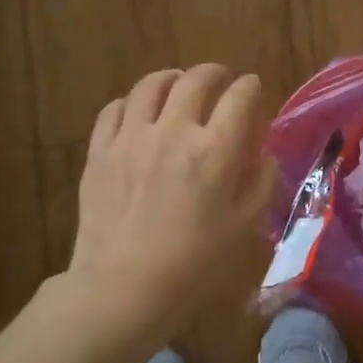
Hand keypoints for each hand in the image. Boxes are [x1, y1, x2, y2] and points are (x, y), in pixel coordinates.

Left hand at [68, 65, 276, 333]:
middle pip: (195, 80)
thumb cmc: (194, 264)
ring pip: (150, 85)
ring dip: (171, 78)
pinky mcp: (100, 152)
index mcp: (215, 150)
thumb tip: (262, 154)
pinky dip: (131, 103)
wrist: (123, 288)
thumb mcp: (244, 227)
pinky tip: (138, 112)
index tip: (253, 87)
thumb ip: (260, 182)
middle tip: (221, 79)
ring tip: (178, 84)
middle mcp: (174, 131)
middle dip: (214, 73)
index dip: (251, 87)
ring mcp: (131, 138)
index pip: (240, 97)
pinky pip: (114, 109)